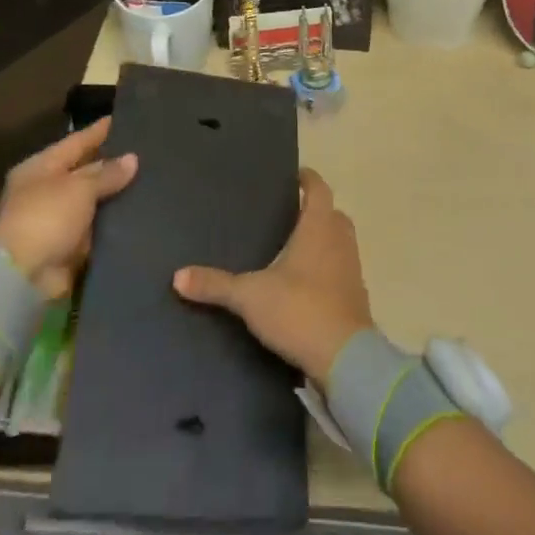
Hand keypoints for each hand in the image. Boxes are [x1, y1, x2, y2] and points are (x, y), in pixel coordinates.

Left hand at [0, 120, 136, 298]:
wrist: (24, 279)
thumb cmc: (46, 218)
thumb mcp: (79, 188)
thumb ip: (107, 173)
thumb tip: (132, 159)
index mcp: (40, 167)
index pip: (76, 141)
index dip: (100, 131)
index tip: (125, 119)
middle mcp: (46, 190)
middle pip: (84, 171)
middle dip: (112, 164)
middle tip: (147, 151)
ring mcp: (56, 220)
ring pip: (93, 201)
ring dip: (116, 195)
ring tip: (152, 180)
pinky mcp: (68, 246)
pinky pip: (96, 228)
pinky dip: (113, 223)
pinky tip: (140, 213)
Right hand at [173, 168, 373, 381]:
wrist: (345, 359)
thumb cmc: (299, 310)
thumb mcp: (250, 296)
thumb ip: (216, 285)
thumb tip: (178, 276)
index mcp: (319, 226)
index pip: (319, 188)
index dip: (308, 179)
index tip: (295, 175)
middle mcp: (340, 240)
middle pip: (332, 214)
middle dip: (314, 211)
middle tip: (289, 214)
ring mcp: (352, 269)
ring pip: (340, 242)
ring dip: (323, 240)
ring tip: (294, 248)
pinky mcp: (356, 297)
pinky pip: (342, 271)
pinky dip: (328, 270)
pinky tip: (306, 285)